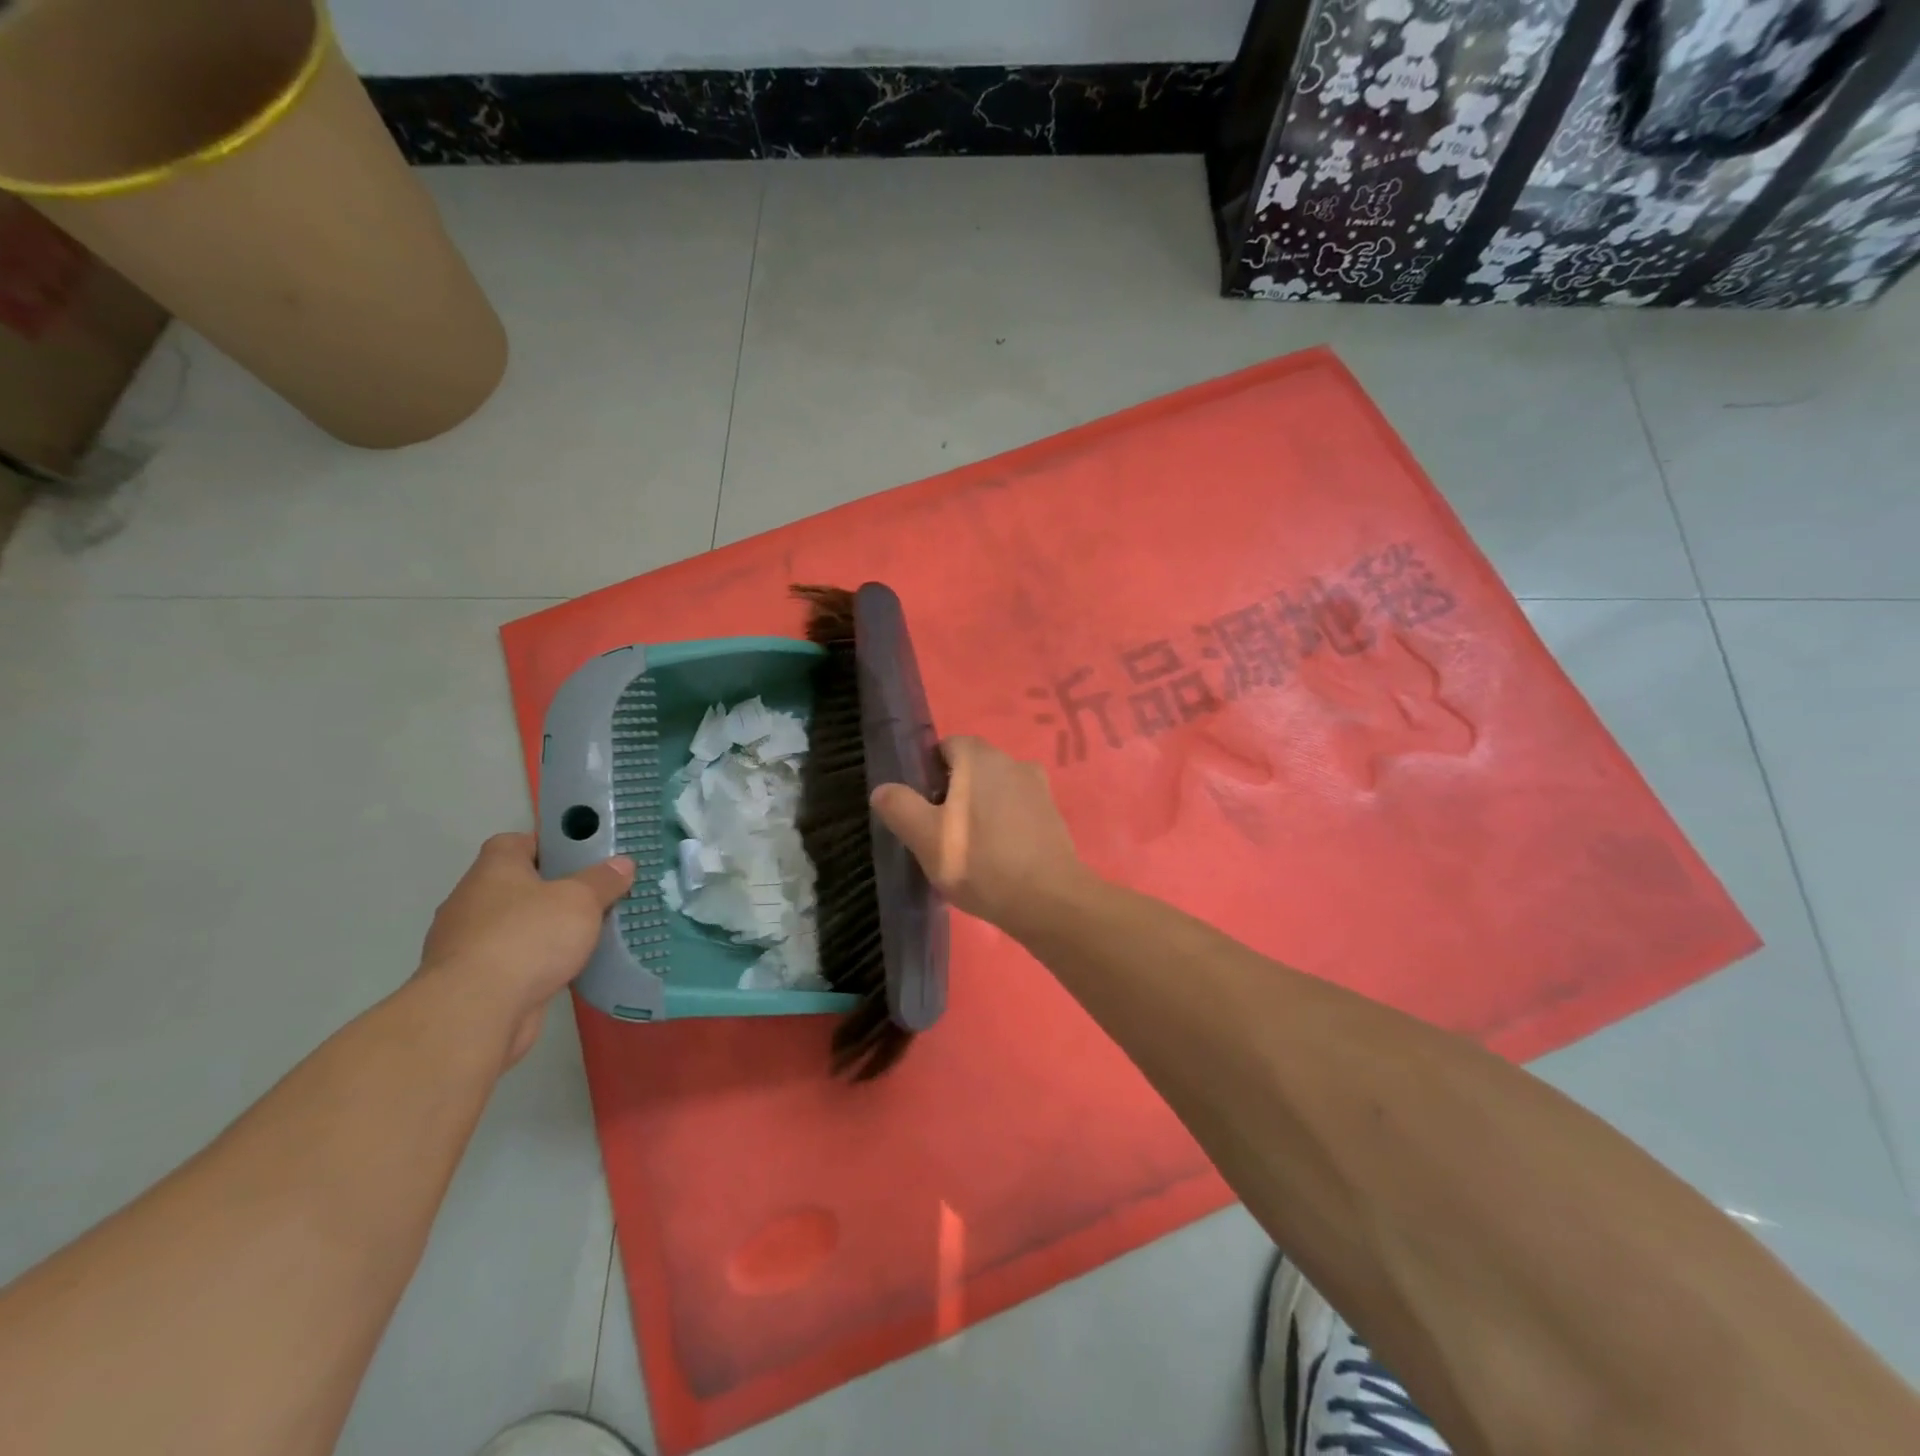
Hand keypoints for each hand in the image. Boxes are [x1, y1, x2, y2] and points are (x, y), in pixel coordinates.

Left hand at [418, 833, 634, 1066]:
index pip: (515, 843)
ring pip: (512, 926)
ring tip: (583, 936)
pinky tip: (562, 971)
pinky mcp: (470, 981)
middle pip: (515, 885)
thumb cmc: (528, 937)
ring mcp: (465, 944)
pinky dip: (532, 964)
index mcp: (493, 869)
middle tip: (592, 897)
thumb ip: (603, 880)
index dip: (548, 846)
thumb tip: (622, 863)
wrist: (476, 1012)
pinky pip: (509, 961)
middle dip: (551, 892)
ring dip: (541, 931)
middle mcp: (471, 901)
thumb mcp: (581, 900)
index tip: (580, 858)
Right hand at [870, 735, 1090, 934]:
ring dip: (980, 811)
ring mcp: (1038, 788)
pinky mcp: (1053, 816)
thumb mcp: (925, 837)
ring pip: (996, 791)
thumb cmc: (980, 861)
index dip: (929, 773)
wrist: (1048, 900)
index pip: (947, 747)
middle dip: (954, 793)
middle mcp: (1013, 761)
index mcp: (980, 757)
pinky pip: (1017, 811)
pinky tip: (997, 859)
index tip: (923, 808)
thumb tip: (883, 789)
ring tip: (969, 850)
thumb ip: (900, 807)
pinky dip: (1004, 826)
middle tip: (940, 833)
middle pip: (972, 769)